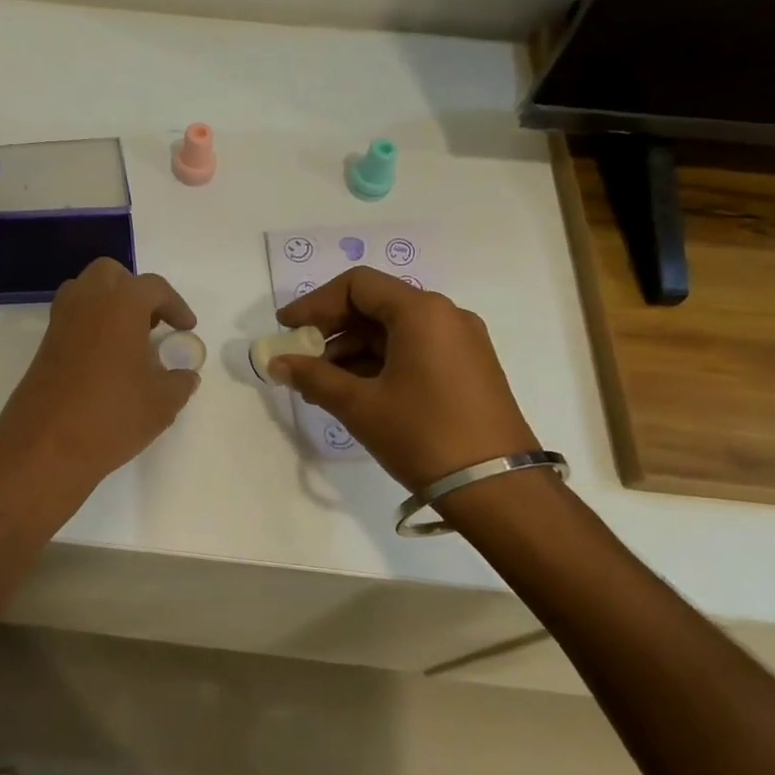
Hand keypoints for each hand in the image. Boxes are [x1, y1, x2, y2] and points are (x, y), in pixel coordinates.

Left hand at [0, 259, 200, 505]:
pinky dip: (91, 327)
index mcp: (121, 303)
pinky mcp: (44, 345)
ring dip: (109, 305)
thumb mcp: (162, 403)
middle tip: (152, 324)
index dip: (176, 306)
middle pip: (111, 275)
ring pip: (86, 292)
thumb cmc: (111, 416)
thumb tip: (185, 374)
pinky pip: (72, 319)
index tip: (186, 329)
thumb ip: (180, 382)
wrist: (45, 447)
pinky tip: (107, 361)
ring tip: (130, 340)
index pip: (154, 288)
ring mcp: (60, 321)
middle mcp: (87, 301)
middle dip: (135, 292)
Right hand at [271, 267, 537, 493]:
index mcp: (422, 312)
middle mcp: (446, 316)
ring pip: (393, 331)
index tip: (287, 329)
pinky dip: (379, 364)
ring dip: (352, 351)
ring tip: (321, 385)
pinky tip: (354, 392)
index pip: (357, 285)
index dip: (315, 303)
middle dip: (331, 330)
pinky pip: (413, 351)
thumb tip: (276, 363)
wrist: (499, 489)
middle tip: (300, 357)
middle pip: (376, 305)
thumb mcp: (360, 405)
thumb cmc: (423, 436)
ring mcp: (461, 343)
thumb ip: (313, 377)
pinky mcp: (468, 369)